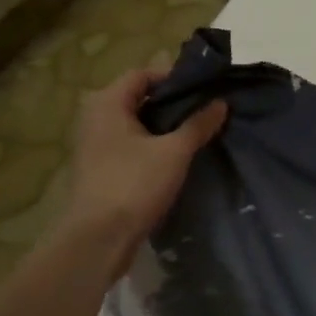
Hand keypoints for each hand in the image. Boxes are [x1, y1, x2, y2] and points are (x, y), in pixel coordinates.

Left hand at [56, 69, 226, 274]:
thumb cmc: (134, 184)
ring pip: (135, 124)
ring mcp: (94, 146)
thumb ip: (198, 124)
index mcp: (108, 104)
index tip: (202, 88)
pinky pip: (129, 145)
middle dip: (171, 103)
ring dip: (163, 126)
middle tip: (203, 109)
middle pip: (138, 98)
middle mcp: (96, 119)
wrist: (97, 240)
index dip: (172, 77)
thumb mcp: (174, 152)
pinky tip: (176, 157)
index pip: (142, 74)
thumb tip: (221, 103)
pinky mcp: (99, 170)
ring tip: (195, 132)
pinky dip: (151, 145)